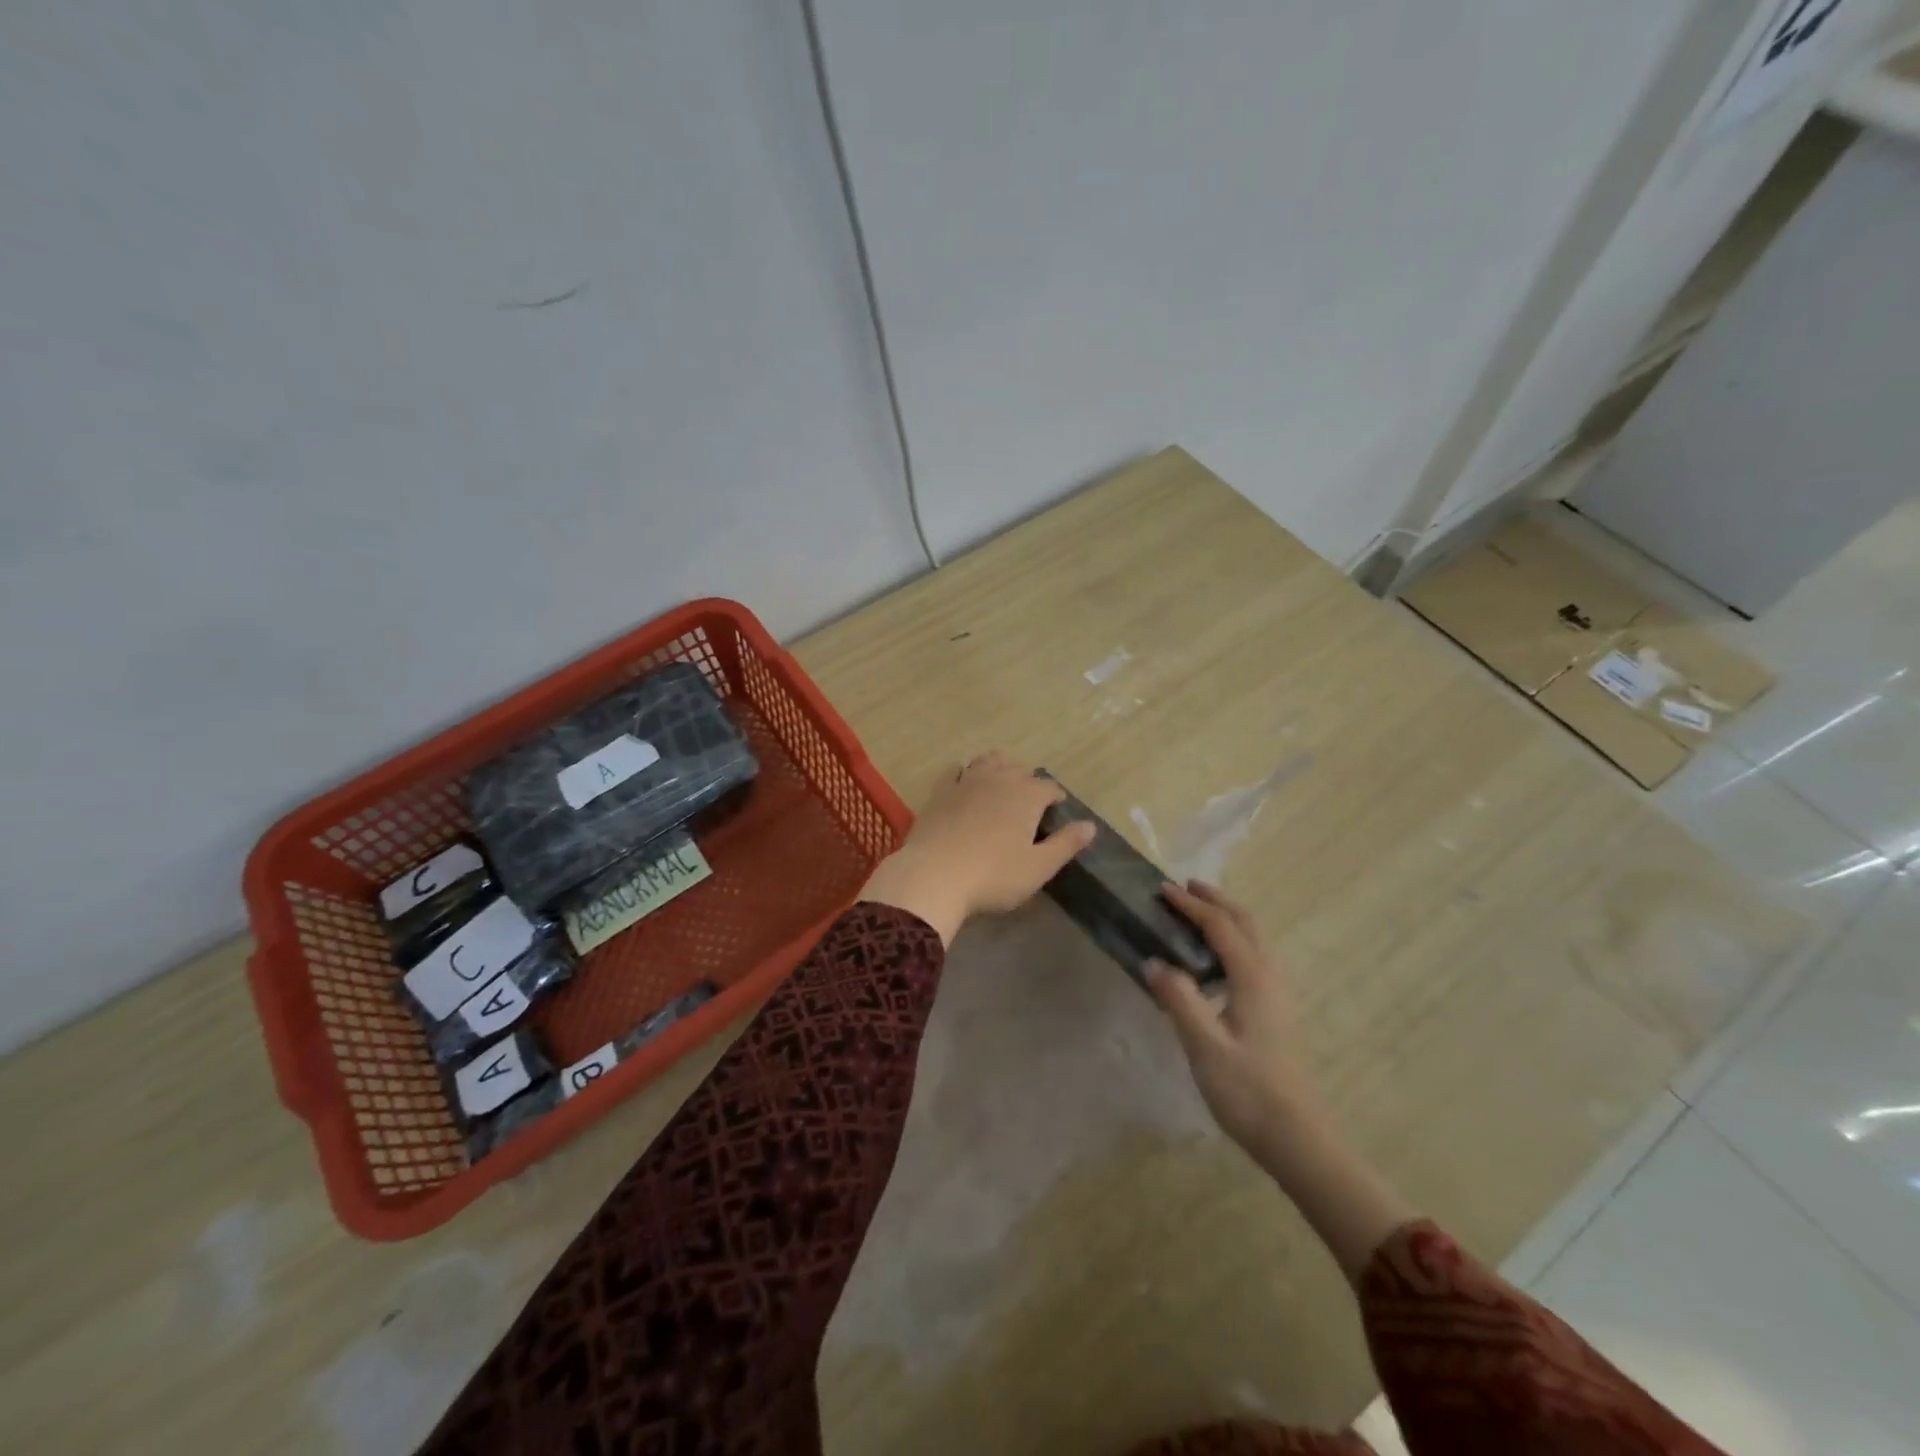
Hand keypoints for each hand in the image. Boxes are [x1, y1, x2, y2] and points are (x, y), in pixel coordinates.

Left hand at [859, 752, 1096, 943]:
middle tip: (1030, 799)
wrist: (934, 876)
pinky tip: (964, 779)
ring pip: (988, 760)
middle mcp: (999, 779)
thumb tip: (1090, 826)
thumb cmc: (993, 876)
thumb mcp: (1038, 867)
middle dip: (1028, 780)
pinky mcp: (940, 791)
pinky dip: (964, 770)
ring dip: (999, 766)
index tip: (1057, 809)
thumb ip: (1066, 844)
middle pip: (1019, 768)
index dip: (1056, 797)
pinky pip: (955, 769)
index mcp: (1027, 796)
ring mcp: (966, 782)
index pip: (1049, 787)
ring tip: (1002, 781)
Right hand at [1146, 881, 1325, 1162]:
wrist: (1296, 1137)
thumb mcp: (1204, 1045)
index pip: (1220, 926)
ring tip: (1198, 914)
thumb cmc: (1247, 1090)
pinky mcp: (1276, 1012)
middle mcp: (1270, 977)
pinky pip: (1255, 957)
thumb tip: (1154, 961)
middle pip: (1246, 923)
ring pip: (1255, 939)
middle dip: (1216, 900)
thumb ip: (1178, 998)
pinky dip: (1234, 940)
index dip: (1191, 905)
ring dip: (1228, 918)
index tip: (1163, 890)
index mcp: (1253, 978)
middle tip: (1185, 888)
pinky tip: (1216, 961)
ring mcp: (1278, 995)